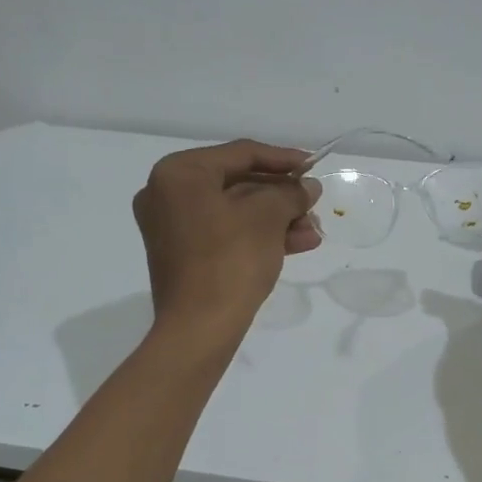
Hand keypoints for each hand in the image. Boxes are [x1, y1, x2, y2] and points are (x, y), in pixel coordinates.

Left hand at [132, 140, 321, 336]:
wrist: (200, 328)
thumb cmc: (230, 259)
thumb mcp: (267, 217)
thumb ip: (290, 192)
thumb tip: (308, 187)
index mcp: (179, 173)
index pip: (241, 153)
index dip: (283, 158)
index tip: (314, 166)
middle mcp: (167, 194)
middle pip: (238, 183)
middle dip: (282, 196)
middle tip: (314, 204)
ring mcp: (172, 227)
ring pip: (235, 211)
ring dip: (277, 219)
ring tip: (314, 231)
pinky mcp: (183, 255)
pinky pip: (226, 233)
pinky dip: (259, 236)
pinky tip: (298, 244)